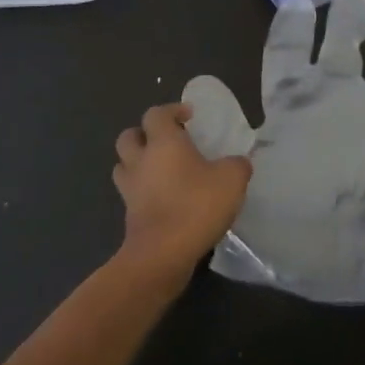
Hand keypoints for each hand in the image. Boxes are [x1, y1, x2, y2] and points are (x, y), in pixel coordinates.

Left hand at [113, 104, 252, 283]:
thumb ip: (237, 165)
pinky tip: (165, 200)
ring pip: (124, 165)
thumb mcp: (232, 180)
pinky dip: (144, 192)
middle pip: (129, 136)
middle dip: (145, 134)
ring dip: (138, 163)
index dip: (172, 110)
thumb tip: (239, 162)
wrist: (162, 254)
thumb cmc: (196, 206)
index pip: (156, 114)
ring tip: (162, 171)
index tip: (189, 117)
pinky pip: (132, 194)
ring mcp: (130, 189)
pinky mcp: (129, 215)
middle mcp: (140, 161)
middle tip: (168, 142)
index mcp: (162, 143)